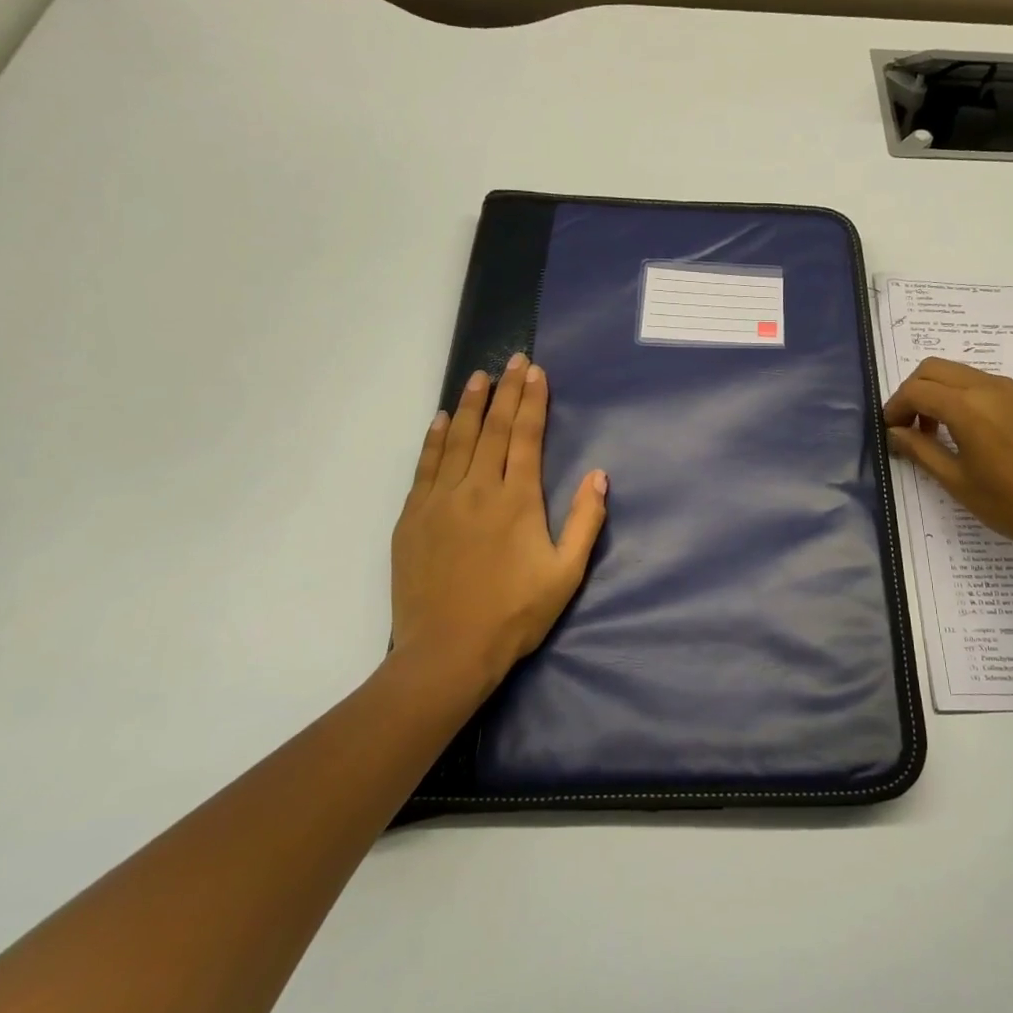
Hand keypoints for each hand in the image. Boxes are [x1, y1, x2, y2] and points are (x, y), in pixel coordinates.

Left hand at [391, 354, 607, 694]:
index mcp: (516, 500)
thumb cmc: (515, 615)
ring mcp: (439, 501)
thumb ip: (585, 522)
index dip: (532, 401)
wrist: (446, 652)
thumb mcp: (566, 574)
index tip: (536, 372)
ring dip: (469, 405)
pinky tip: (440, 420)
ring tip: (478, 376)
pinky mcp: (413, 517)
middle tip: (513, 360)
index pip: (525, 437)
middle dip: (505, 391)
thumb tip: (600, 476)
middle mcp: (476, 489)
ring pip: (456, 440)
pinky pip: (425, 466)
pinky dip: (434, 439)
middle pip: (492, 428)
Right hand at [884, 357, 1012, 563]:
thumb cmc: (1007, 503)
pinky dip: (956, 394)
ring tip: (930, 432)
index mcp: (967, 407)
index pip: (916, 390)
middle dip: (912, 392)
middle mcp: (986, 386)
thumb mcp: (954, 479)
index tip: (889, 431)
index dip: (895, 407)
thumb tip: (894, 431)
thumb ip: (919, 449)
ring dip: (934, 392)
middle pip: (932, 369)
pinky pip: (976, 381)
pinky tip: (957, 429)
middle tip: (905, 427)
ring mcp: (1006, 389)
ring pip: (954, 372)